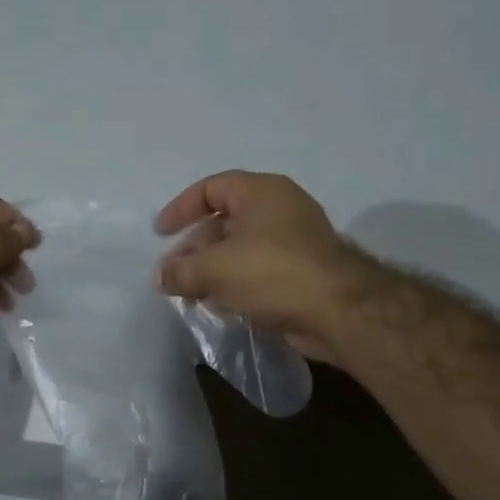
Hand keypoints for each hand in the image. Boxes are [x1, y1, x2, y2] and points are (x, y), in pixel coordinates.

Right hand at [154, 171, 365, 359]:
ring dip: (213, 269)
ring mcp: (294, 240)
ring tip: (191, 293)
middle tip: (173, 274)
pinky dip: (236, 282)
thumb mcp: (216, 269)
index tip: (160, 234)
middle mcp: (280, 209)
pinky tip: (220, 304)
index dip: (181, 208)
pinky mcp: (302, 270)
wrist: (339, 311)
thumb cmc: (273, 273)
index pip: (211, 188)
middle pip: (224, 220)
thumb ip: (181, 271)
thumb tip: (160, 277)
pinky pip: (258, 269)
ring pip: (241, 248)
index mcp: (262, 192)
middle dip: (194, 248)